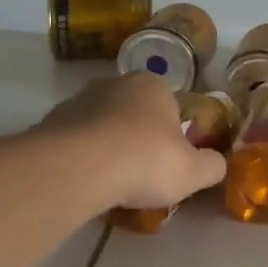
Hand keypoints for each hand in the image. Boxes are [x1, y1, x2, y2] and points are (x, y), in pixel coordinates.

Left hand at [39, 74, 227, 211]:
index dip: (173, 132)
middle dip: (138, 137)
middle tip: (144, 172)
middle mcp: (115, 84)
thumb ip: (212, 166)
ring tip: (114, 183)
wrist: (79, 169)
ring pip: (101, 126)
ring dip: (108, 147)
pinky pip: (75, 142)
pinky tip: (88, 182)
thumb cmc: (146, 161)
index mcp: (153, 85)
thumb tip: (217, 163)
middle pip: (133, 112)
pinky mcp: (49, 123)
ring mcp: (78, 101)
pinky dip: (82, 158)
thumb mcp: (195, 172)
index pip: (170, 104)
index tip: (172, 159)